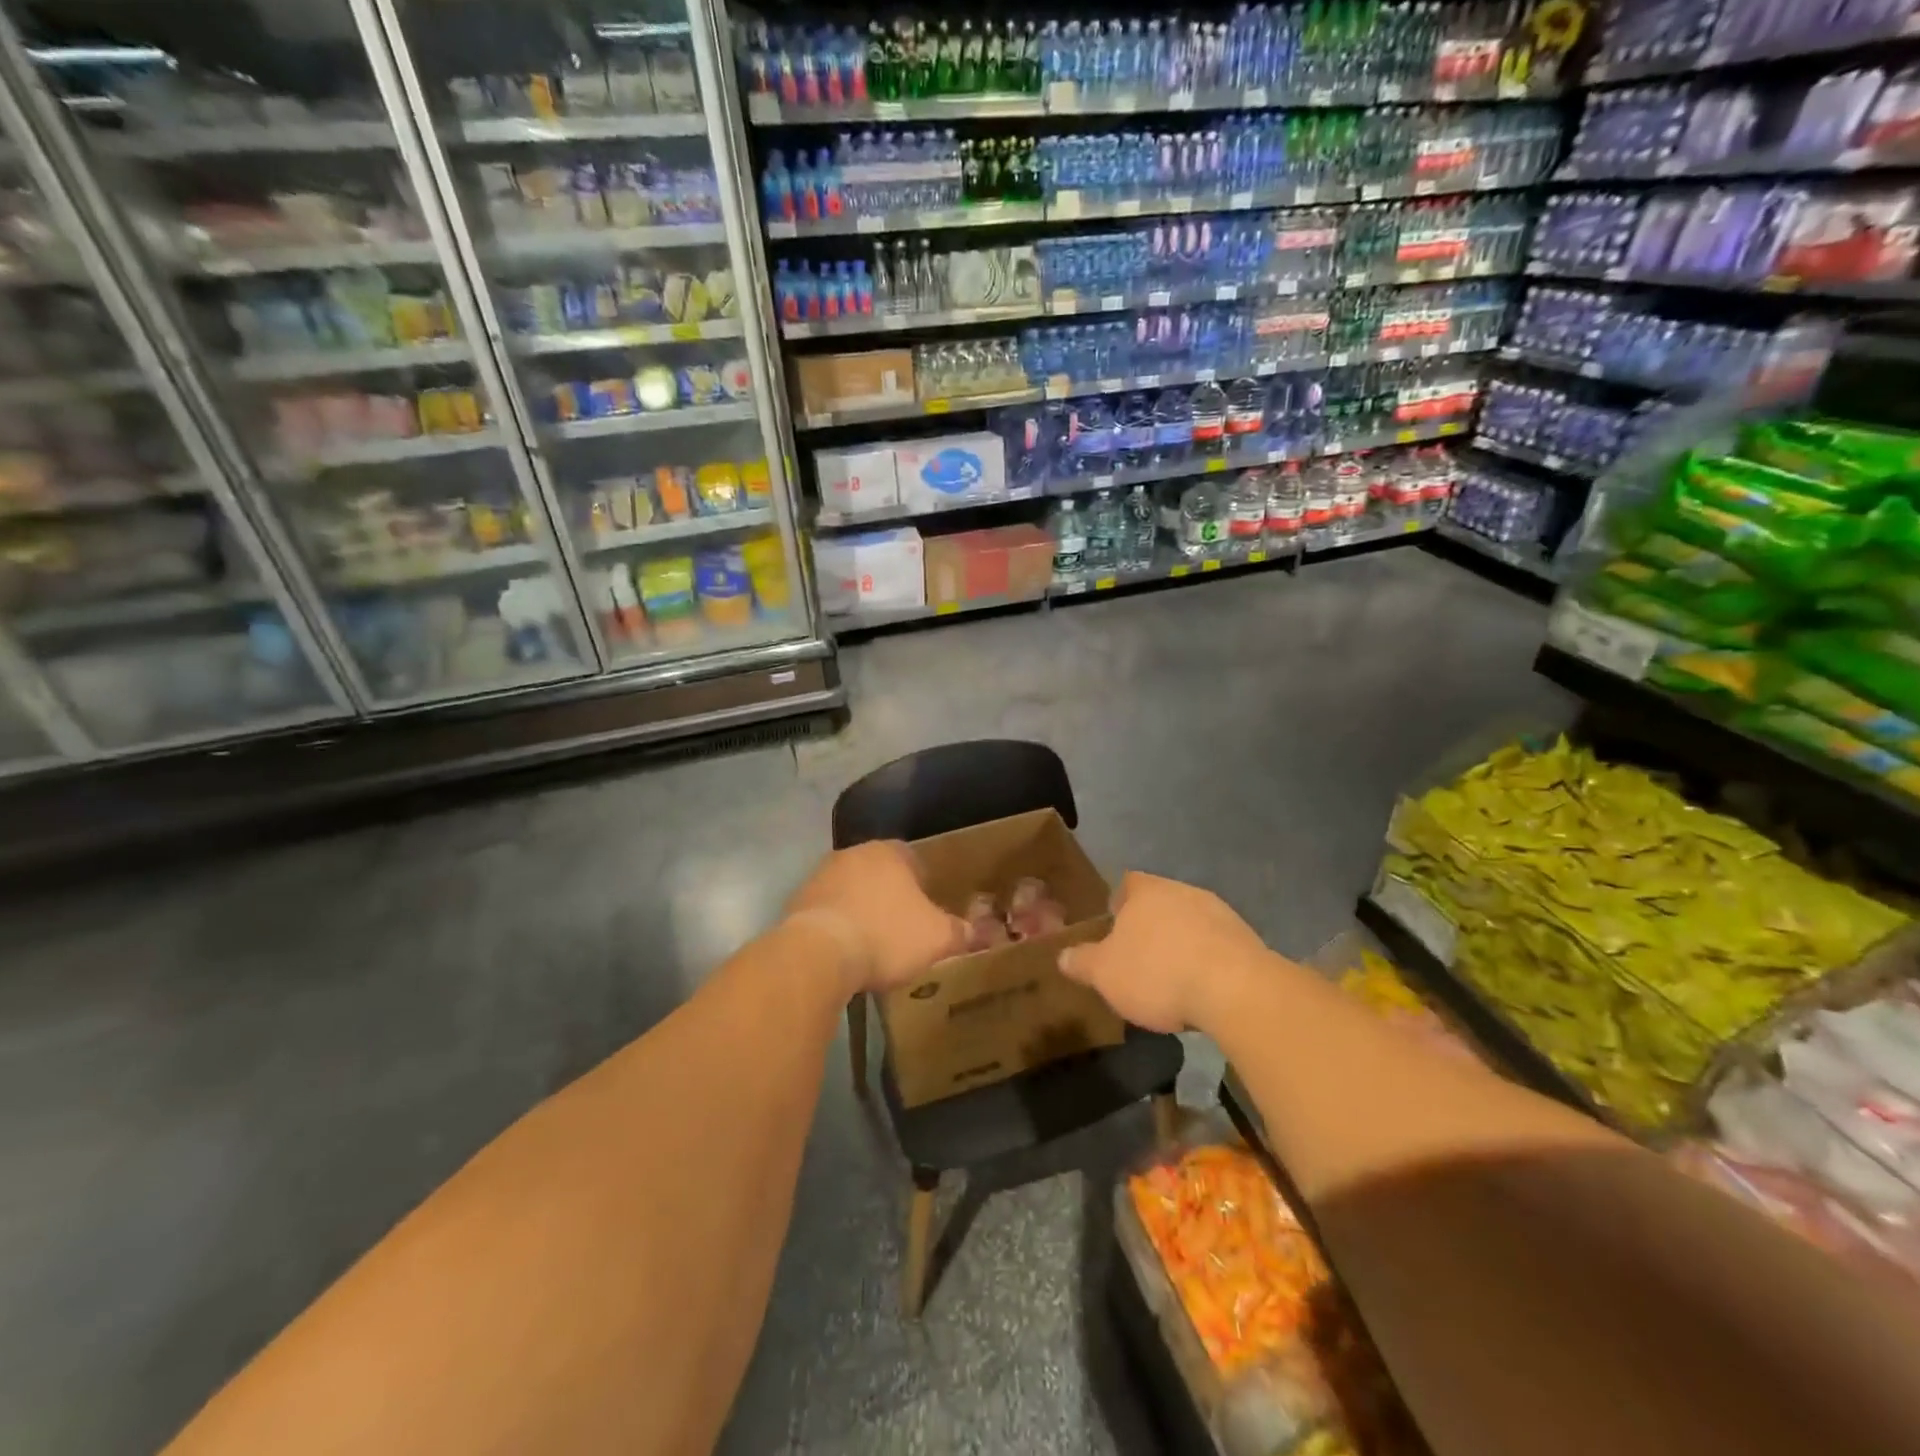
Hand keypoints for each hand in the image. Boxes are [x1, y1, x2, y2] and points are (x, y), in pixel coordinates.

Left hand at [785, 841, 966, 996]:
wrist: (820, 954)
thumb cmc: (887, 935)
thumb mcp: (937, 938)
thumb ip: (960, 932)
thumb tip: (980, 933)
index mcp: (889, 853)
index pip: (912, 857)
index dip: (922, 882)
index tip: (927, 907)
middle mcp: (852, 854)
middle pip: (878, 872)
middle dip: (889, 895)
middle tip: (902, 925)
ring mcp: (820, 876)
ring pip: (850, 889)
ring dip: (860, 909)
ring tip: (872, 942)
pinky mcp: (797, 902)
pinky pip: (826, 911)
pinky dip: (836, 925)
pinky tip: (844, 952)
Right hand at [1058, 872, 1271, 1032]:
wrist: (1235, 989)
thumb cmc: (1158, 972)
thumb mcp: (1105, 973)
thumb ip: (1082, 962)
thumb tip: (1062, 956)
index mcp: (1146, 891)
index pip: (1128, 883)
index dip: (1119, 902)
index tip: (1113, 924)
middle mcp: (1183, 891)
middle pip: (1161, 901)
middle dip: (1150, 924)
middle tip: (1138, 954)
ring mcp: (1220, 913)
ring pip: (1191, 921)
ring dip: (1181, 942)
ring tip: (1171, 976)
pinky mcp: (1247, 939)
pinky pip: (1217, 945)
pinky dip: (1207, 960)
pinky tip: (1202, 987)